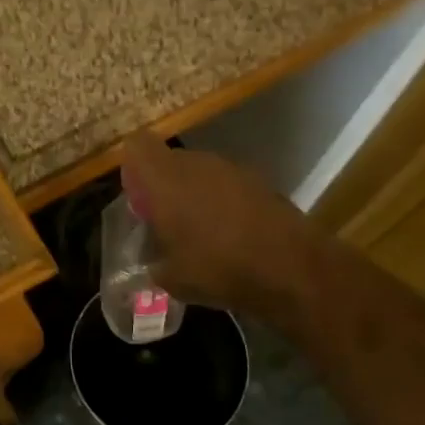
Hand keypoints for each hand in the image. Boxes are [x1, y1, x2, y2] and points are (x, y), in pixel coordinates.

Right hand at [120, 132, 314, 311]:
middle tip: (165, 222)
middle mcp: (196, 164)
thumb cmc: (218, 267)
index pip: (137, 146)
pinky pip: (227, 184)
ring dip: (194, 194)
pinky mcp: (260, 181)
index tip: (138, 198)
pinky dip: (223, 202)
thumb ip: (151, 265)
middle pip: (169, 160)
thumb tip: (148, 266)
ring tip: (199, 232)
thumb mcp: (171, 279)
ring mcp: (231, 169)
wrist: (291, 267)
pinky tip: (231, 235)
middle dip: (163, 185)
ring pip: (200, 172)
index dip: (133, 168)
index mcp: (164, 179)